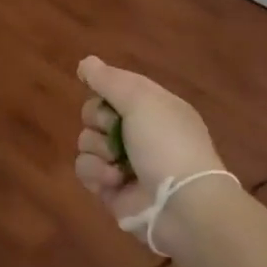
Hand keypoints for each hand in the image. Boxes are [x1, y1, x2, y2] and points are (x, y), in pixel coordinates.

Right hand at [73, 56, 224, 224]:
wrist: (182, 205)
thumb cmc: (166, 144)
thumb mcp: (141, 101)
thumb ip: (109, 80)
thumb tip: (85, 62)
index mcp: (153, 108)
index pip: (116, 88)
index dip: (104, 89)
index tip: (99, 92)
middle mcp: (138, 132)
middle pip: (95, 113)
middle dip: (97, 120)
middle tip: (113, 129)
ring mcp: (124, 162)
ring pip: (87, 141)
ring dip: (97, 149)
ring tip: (116, 163)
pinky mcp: (110, 189)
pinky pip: (85, 169)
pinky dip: (96, 173)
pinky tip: (113, 181)